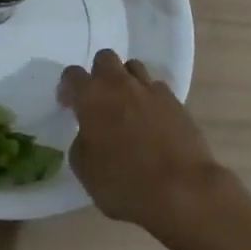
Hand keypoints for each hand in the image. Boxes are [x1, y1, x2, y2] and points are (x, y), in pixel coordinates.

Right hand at [59, 48, 226, 239]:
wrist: (182, 190)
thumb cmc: (124, 183)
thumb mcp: (85, 170)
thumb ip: (80, 142)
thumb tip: (88, 134)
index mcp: (91, 96)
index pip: (72, 75)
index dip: (67, 88)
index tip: (68, 104)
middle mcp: (119, 84)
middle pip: (105, 59)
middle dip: (99, 74)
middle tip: (99, 99)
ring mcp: (150, 90)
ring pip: (133, 68)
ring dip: (126, 81)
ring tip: (127, 106)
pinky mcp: (176, 102)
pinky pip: (157, 89)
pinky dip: (150, 99)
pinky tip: (152, 120)